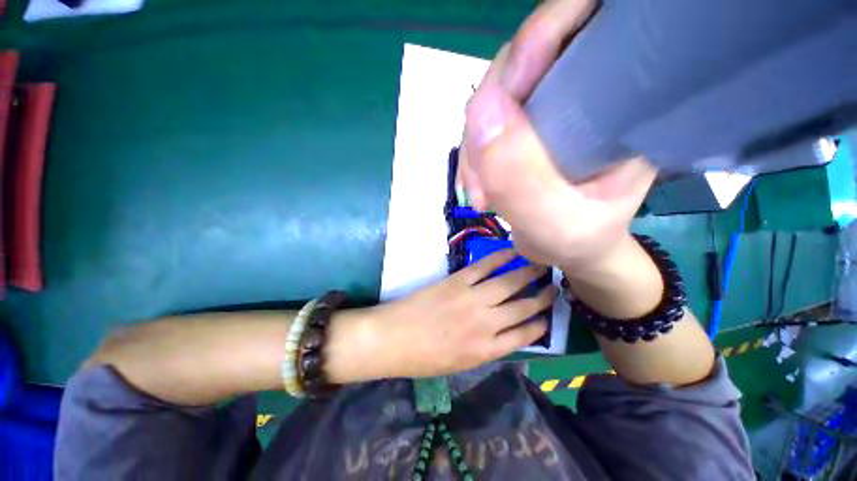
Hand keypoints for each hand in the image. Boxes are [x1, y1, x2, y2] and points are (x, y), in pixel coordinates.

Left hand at [367, 250, 554, 377]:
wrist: (393, 338)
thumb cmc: (423, 358)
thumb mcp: (460, 364)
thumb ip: (486, 348)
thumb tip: (505, 333)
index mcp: (487, 350)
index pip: (525, 335)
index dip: (541, 324)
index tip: (548, 316)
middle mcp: (486, 323)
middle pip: (523, 307)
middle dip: (542, 296)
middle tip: (553, 285)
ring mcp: (472, 299)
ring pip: (508, 283)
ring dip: (528, 273)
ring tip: (541, 265)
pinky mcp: (457, 281)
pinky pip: (484, 267)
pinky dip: (500, 258)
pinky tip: (512, 251)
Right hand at [458, 0, 656, 272]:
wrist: (568, 249)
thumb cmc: (580, 240)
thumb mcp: (556, 223)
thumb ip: (521, 177)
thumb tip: (480, 112)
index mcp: (623, 99)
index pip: (585, 27)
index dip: (539, 40)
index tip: (503, 98)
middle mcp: (586, 89)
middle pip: (521, 62)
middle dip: (487, 118)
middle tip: (481, 181)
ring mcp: (549, 106)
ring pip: (494, 97)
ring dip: (475, 146)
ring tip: (480, 194)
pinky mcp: (524, 126)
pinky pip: (484, 124)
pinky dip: (474, 155)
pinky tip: (477, 186)